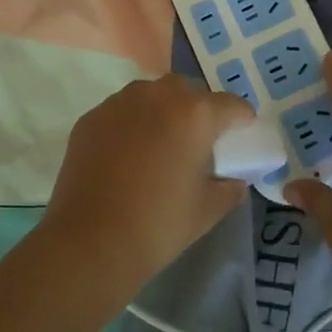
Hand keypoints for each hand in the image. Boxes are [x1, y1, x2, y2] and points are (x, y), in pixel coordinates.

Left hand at [41, 75, 256, 294]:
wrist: (90, 241)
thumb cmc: (158, 225)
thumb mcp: (207, 210)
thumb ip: (229, 188)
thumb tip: (233, 180)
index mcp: (195, 115)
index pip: (232, 105)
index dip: (241, 121)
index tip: (240, 137)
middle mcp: (157, 96)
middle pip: (189, 91)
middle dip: (198, 110)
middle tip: (198, 142)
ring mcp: (119, 104)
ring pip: (151, 95)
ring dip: (162, 111)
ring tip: (160, 145)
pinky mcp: (91, 118)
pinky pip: (121, 111)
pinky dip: (131, 124)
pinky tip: (127, 156)